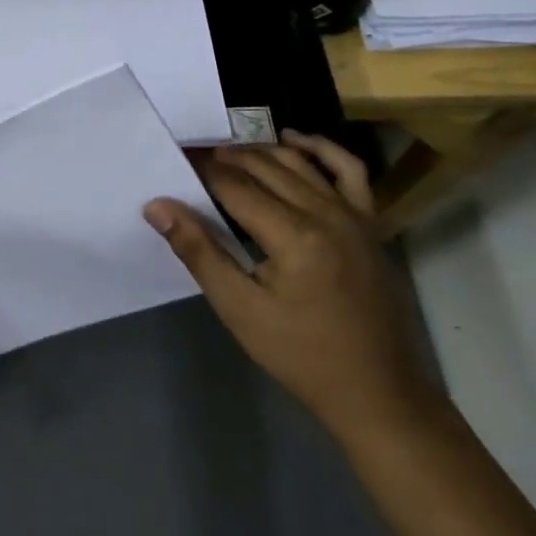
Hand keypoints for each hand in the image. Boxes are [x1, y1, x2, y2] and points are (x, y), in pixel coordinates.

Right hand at [144, 132, 443, 446]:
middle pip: (265, 167)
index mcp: (293, 235)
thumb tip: (157, 207)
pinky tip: (294, 142)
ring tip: (228, 152)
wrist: (377, 393)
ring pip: (299, 162)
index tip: (176, 160)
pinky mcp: (371, 223)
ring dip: (261, 150)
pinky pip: (349, 170)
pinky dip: (321, 149)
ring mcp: (354, 214)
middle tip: (194, 157)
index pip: (234, 185)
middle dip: (225, 157)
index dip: (201, 170)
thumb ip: (199, 252)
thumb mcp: (240, 310)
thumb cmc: (301, 355)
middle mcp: (325, 212)